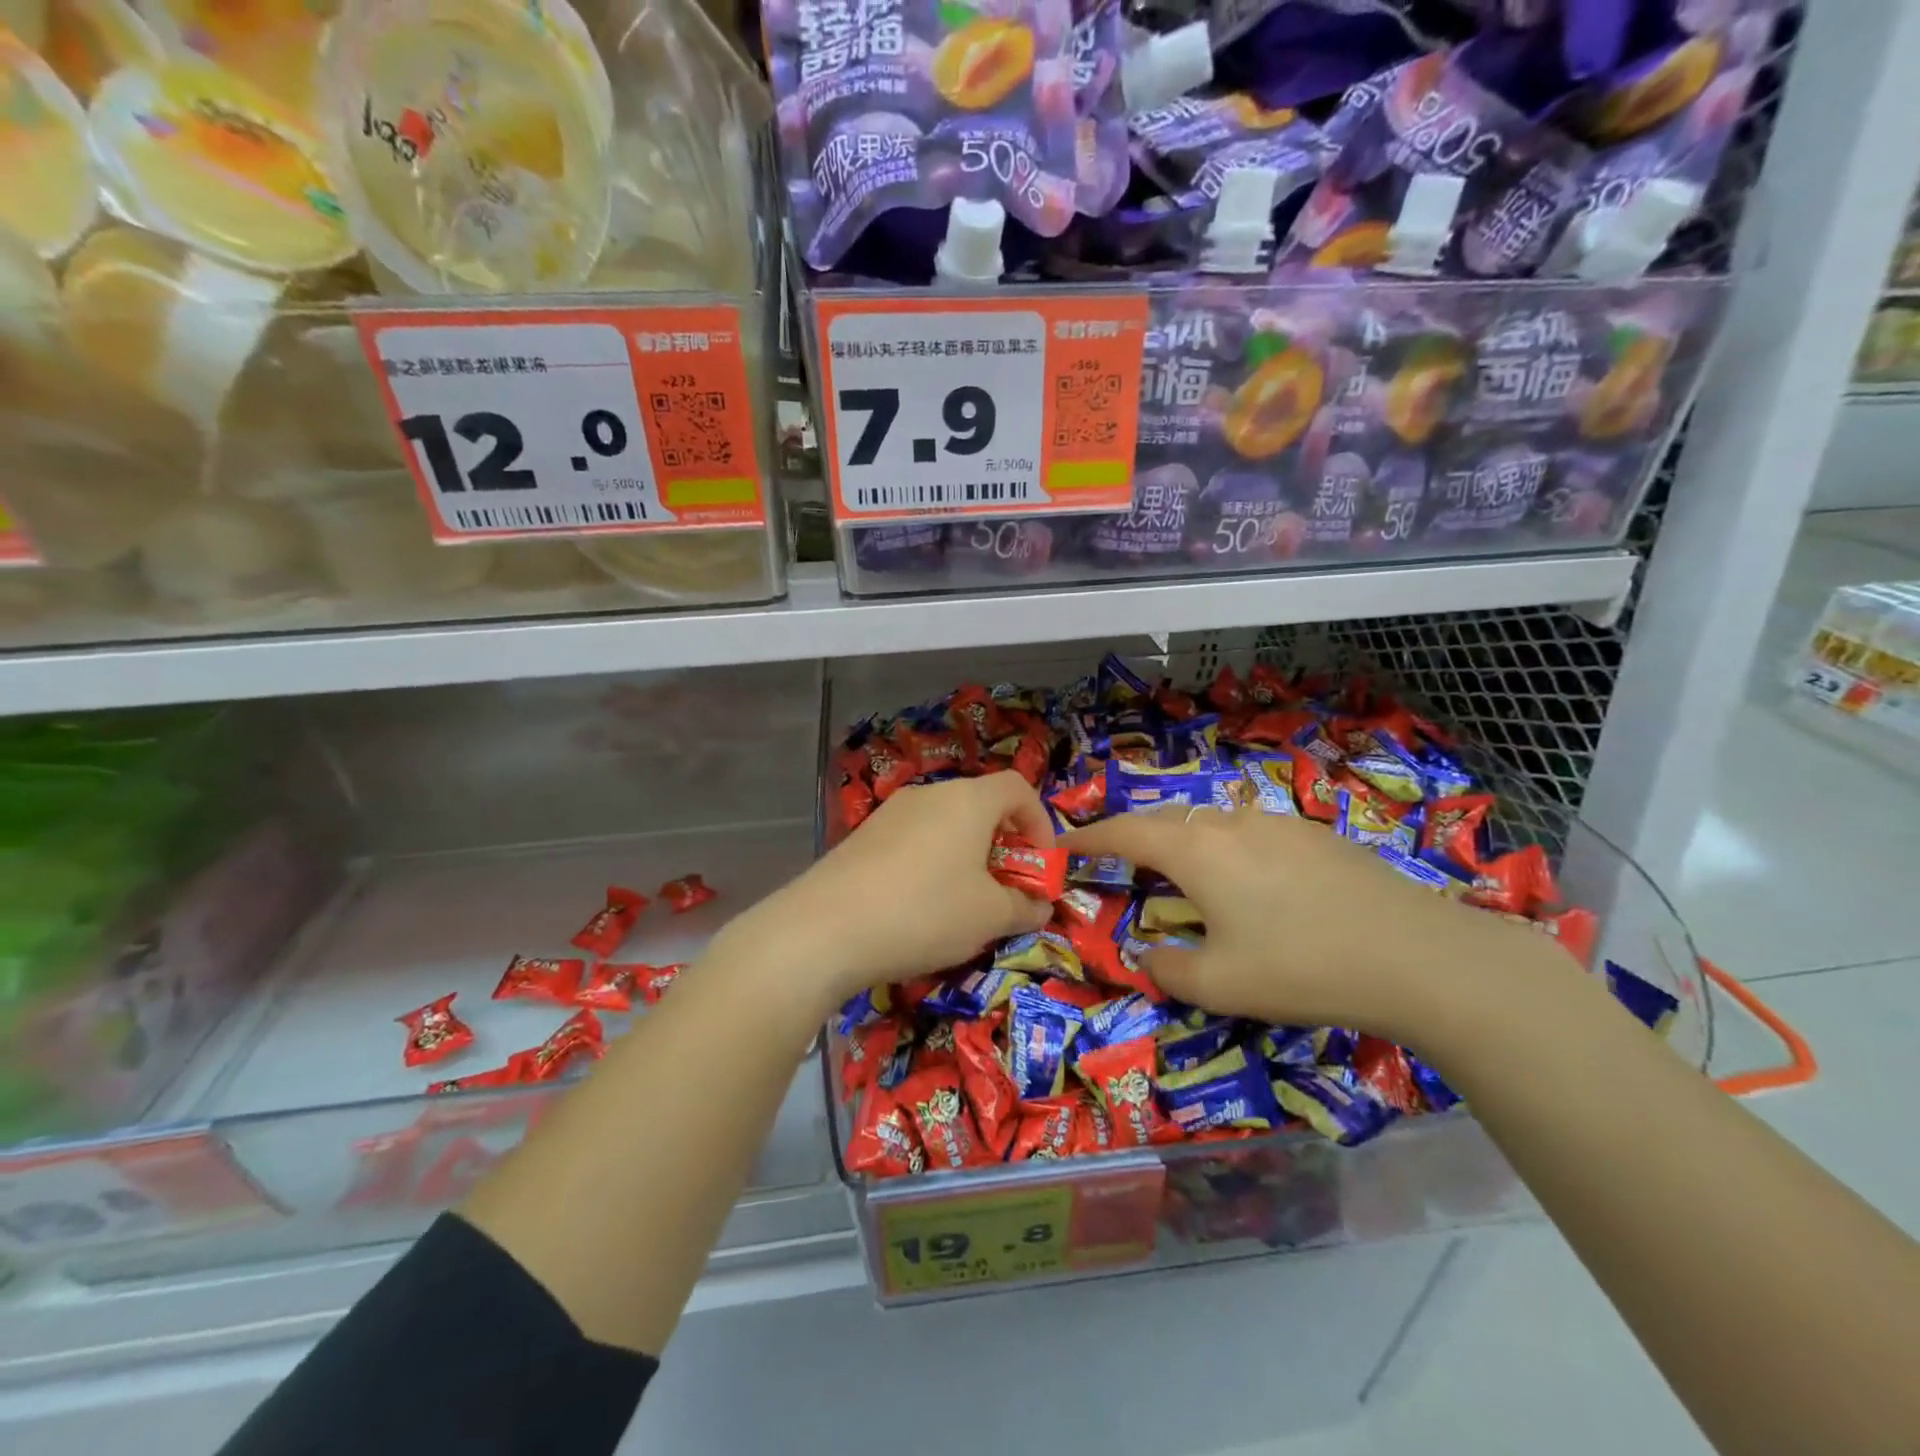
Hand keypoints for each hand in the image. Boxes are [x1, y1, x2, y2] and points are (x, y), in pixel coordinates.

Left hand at [716, 772, 1055, 1014]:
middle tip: (1004, 890)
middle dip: (1002, 845)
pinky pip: (913, 840)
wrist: (824, 928)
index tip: (1039, 866)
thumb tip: (1040, 906)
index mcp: (968, 800)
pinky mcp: (863, 837)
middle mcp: (929, 794)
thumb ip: (1024, 907)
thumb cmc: (925, 912)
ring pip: (945, 825)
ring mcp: (890, 813)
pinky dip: (931, 863)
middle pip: (980, 806)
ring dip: (966, 856)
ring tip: (963, 903)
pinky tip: (918, 906)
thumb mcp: (989, 916)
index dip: (1040, 823)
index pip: (1018, 788)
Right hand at [1065, 807, 1556, 1046]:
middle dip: (1132, 836)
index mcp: (1196, 850)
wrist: (1418, 955)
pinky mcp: (1314, 834)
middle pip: (1165, 819)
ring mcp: (1277, 822)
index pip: (1125, 832)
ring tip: (1177, 868)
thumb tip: (1150, 956)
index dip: (1088, 837)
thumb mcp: (1220, 985)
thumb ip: (1169, 969)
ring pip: (1210, 821)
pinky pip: (1249, 830)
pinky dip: (1224, 846)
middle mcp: (1230, 822)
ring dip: (1182, 839)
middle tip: (1114, 858)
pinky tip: (1246, 878)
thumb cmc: (1302, 967)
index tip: (1062, 845)